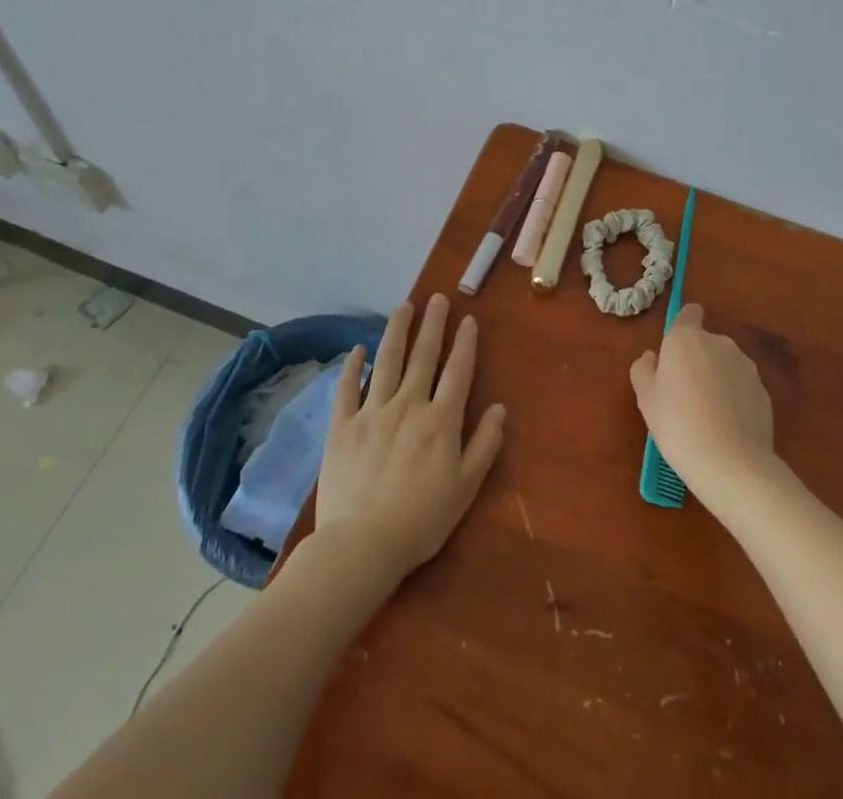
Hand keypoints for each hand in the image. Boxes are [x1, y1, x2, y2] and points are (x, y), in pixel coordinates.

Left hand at [315, 294, 507, 582]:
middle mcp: (408, 405)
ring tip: (404, 307)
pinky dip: (352, 367)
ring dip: (397, 331)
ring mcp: (372, 412)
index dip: (465, 343)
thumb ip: (484, 444)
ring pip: (387, 361)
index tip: (468, 318)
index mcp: (441, 420)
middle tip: (437, 298)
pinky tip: (358, 349)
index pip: (458, 371)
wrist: (362, 545)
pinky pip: (347, 388)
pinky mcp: (342, 426)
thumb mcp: (465, 487)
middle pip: (423, 356)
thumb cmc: (421, 520)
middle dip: (433, 324)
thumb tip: (500, 408)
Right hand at [630, 303, 776, 504]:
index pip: (689, 313)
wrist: (730, 463)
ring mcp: (746, 366)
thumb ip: (644, 370)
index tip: (675, 351)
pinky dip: (734, 398)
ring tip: (707, 415)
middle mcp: (719, 342)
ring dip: (716, 378)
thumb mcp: (646, 399)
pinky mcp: (764, 391)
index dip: (683, 325)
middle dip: (696, 360)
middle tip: (683, 394)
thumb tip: (652, 358)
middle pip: (706, 342)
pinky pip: (742, 387)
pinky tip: (726, 427)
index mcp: (686, 338)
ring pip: (725, 365)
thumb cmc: (678, 424)